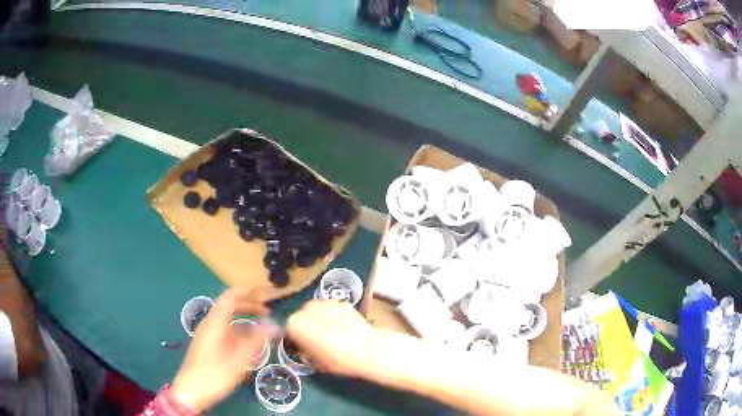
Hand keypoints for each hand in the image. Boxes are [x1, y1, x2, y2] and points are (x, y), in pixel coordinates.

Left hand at [171, 289, 278, 411]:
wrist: (191, 391)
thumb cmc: (215, 374)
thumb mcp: (239, 359)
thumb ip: (257, 340)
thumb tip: (274, 324)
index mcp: (215, 321)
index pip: (231, 296)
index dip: (249, 292)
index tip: (266, 295)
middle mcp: (210, 323)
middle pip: (230, 305)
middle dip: (249, 305)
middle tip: (268, 312)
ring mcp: (207, 334)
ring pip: (227, 319)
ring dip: (244, 319)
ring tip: (262, 327)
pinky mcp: (207, 344)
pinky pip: (225, 330)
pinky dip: (238, 331)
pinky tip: (248, 343)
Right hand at [286, 300, 375, 377]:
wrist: (366, 349)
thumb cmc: (337, 360)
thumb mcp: (314, 361)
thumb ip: (304, 350)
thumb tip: (304, 348)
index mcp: (294, 324)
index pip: (287, 329)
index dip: (295, 338)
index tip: (301, 346)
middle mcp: (305, 308)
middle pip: (301, 317)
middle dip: (307, 326)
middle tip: (317, 340)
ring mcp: (323, 302)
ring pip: (315, 311)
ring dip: (319, 319)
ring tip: (331, 332)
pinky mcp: (340, 301)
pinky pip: (330, 309)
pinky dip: (333, 315)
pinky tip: (342, 326)